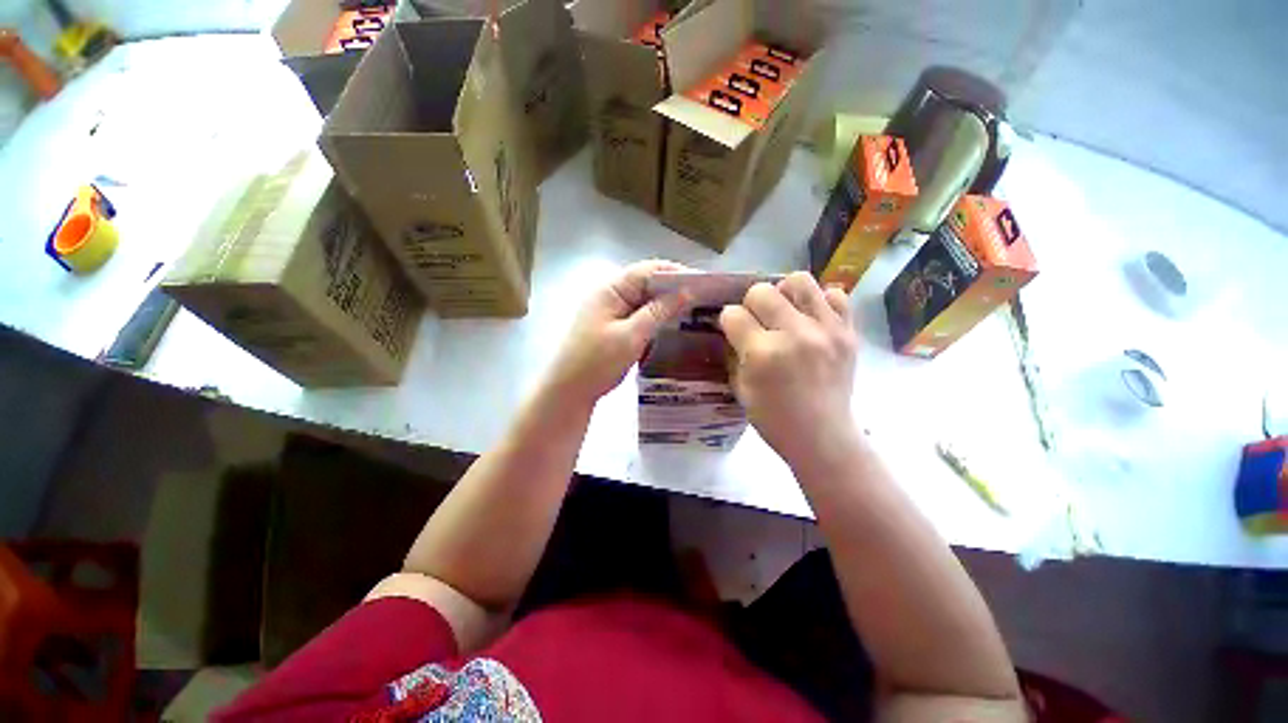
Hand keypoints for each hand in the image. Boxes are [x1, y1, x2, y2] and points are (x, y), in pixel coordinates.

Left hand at [545, 260, 690, 408]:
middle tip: (704, 301)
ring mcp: (611, 312)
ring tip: (695, 314)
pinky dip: (656, 321)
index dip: (676, 273)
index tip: (704, 284)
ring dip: (666, 307)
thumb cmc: (596, 362)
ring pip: (645, 302)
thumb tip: (687, 291)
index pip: (648, 270)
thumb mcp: (631, 336)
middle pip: (647, 285)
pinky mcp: (614, 328)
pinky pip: (639, 318)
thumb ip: (658, 312)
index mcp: (610, 289)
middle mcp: (610, 295)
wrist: (568, 392)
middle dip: (674, 291)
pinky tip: (673, 329)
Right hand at [720, 272, 859, 467]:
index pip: (733, 314)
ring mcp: (826, 330)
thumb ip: (736, 352)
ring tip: (785, 312)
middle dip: (750, 304)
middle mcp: (794, 334)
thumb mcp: (740, 388)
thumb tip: (735, 328)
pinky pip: (835, 296)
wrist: (823, 437)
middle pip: (761, 291)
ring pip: (799, 281)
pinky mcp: (848, 333)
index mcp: (763, 354)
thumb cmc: (774, 419)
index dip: (728, 321)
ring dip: (783, 293)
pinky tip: (812, 320)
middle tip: (757, 322)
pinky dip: (819, 302)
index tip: (732, 330)